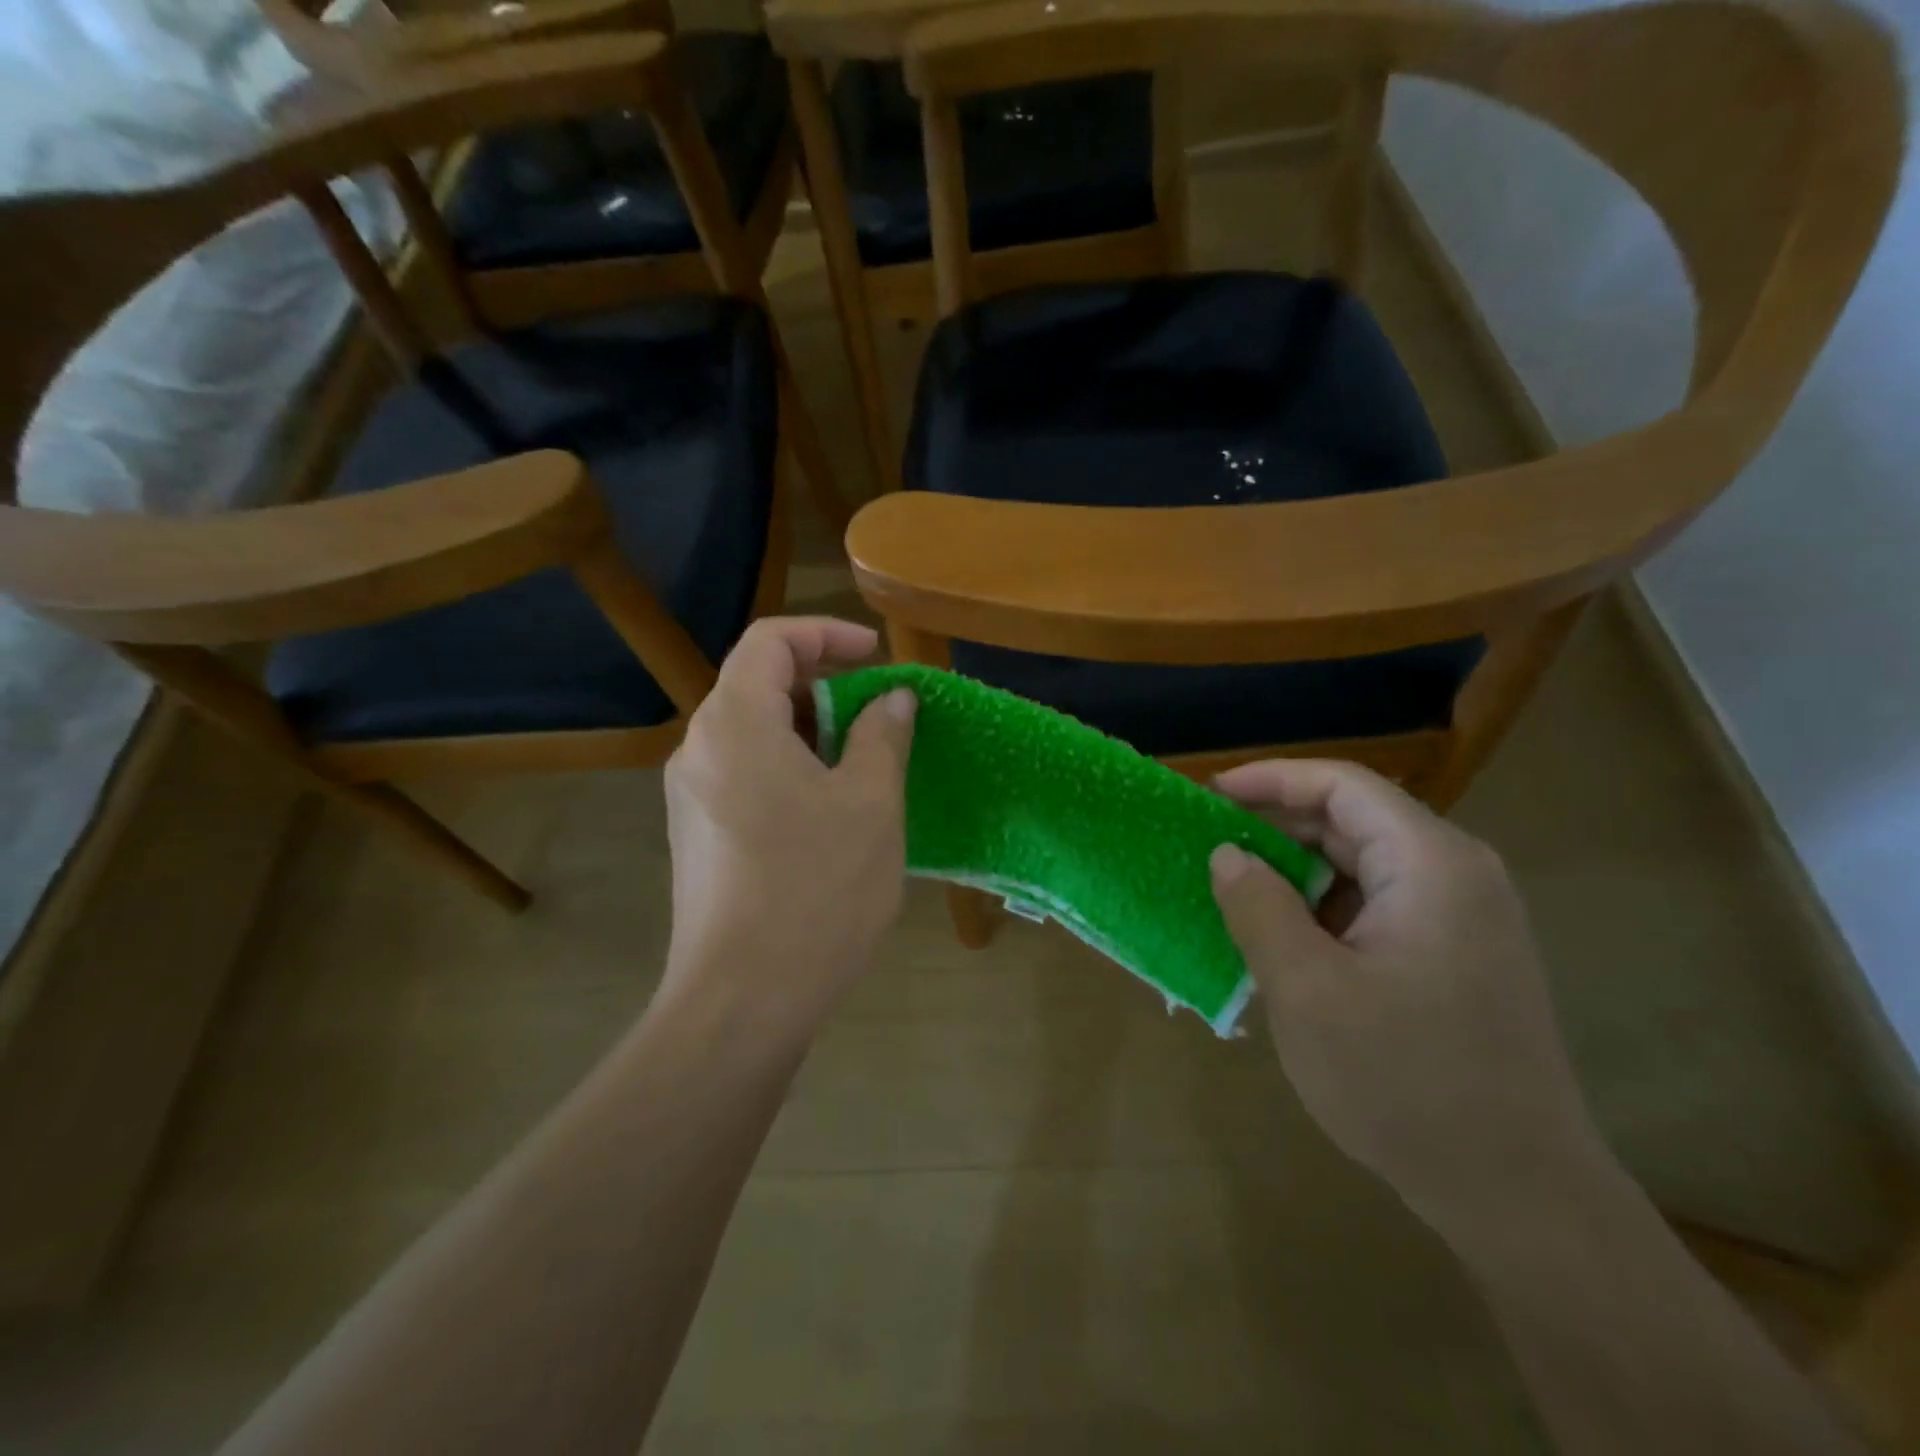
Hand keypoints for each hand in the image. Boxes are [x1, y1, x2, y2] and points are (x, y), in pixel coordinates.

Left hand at [660, 618, 915, 1030]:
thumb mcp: (869, 804)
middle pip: (758, 685)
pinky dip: (790, 770)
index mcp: (735, 724)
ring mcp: (691, 796)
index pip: (771, 641)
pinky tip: (830, 813)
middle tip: (879, 717)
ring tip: (864, 767)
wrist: (743, 1001)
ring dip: (810, 733)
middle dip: (823, 687)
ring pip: (754, 735)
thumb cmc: (815, 890)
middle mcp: (699, 749)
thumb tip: (892, 698)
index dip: (826, 634)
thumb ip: (881, 736)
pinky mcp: (697, 836)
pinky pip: (745, 776)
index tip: (876, 656)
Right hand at [1209, 760, 1611, 1230]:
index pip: (1342, 786)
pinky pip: (1374, 907)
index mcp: (1430, 865)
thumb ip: (1258, 907)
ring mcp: (1461, 919)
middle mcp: (1455, 875)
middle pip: (1352, 821)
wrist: (1519, 1197)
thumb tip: (1227, 854)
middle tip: (1208, 845)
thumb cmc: (1406, 1082)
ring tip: (1232, 892)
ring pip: (1360, 866)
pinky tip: (1280, 940)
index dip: (1270, 779)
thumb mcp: (1307, 990)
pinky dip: (1321, 910)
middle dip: (1275, 827)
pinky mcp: (1455, 957)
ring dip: (1294, 873)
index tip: (1209, 794)